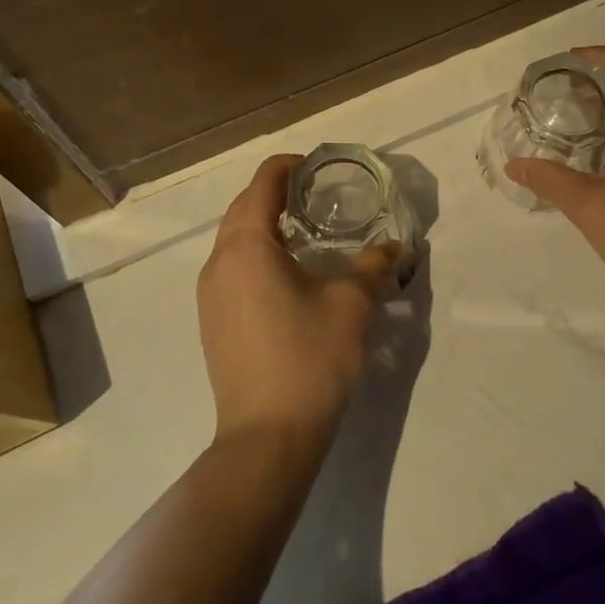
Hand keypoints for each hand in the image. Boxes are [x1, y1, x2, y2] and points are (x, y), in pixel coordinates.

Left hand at [197, 155, 399, 450]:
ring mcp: (209, 293)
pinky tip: (287, 273)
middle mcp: (219, 261)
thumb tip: (395, 246)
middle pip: (244, 206)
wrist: (267, 437)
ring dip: (265, 223)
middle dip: (278, 193)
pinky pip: (231, 266)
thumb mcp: (352, 305)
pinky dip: (256, 252)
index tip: (321, 168)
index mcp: (247, 245)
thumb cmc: (310, 359)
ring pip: (234, 238)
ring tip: (306, 231)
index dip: (291, 166)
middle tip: (319, 196)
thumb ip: (374, 265)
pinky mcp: (211, 319)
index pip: (263, 182)